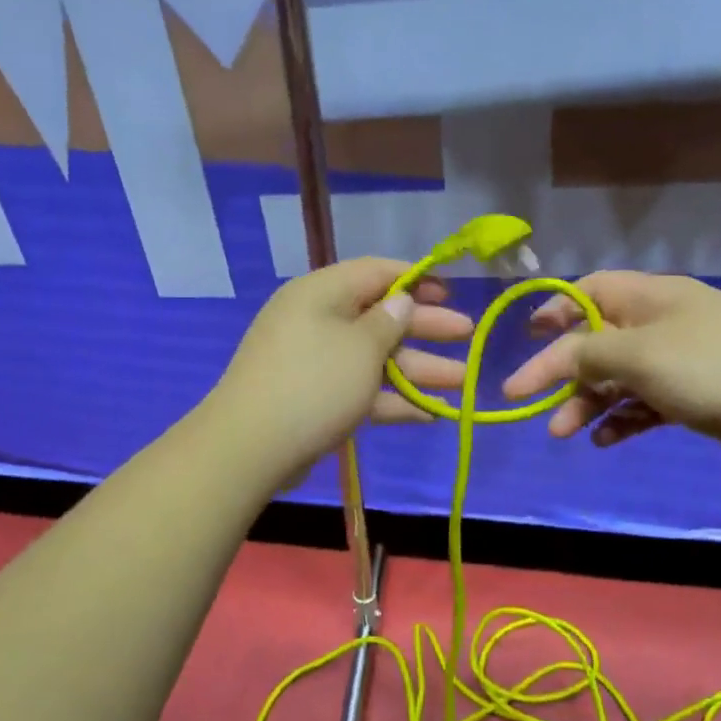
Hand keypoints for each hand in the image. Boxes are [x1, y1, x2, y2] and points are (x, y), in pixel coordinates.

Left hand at [211, 257, 472, 483]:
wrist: (251, 447)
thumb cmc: (314, 383)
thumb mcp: (361, 347)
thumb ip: (389, 322)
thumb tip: (401, 300)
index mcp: (322, 293)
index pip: (375, 272)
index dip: (416, 279)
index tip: (451, 292)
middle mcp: (317, 321)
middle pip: (380, 317)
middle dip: (425, 328)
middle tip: (468, 336)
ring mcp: (315, 363)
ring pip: (374, 358)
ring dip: (417, 369)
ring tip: (463, 381)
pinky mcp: (315, 400)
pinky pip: (360, 390)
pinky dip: (392, 400)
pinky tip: (430, 414)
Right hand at [500, 271, 720, 468]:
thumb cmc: (710, 367)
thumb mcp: (638, 354)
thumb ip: (587, 353)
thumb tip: (553, 357)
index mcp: (650, 298)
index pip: (590, 291)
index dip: (555, 310)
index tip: (526, 337)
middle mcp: (661, 324)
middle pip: (597, 342)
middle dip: (563, 372)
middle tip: (531, 403)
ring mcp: (678, 362)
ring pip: (617, 379)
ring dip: (587, 403)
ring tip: (563, 433)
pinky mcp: (692, 397)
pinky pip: (644, 405)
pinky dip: (621, 420)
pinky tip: (603, 441)